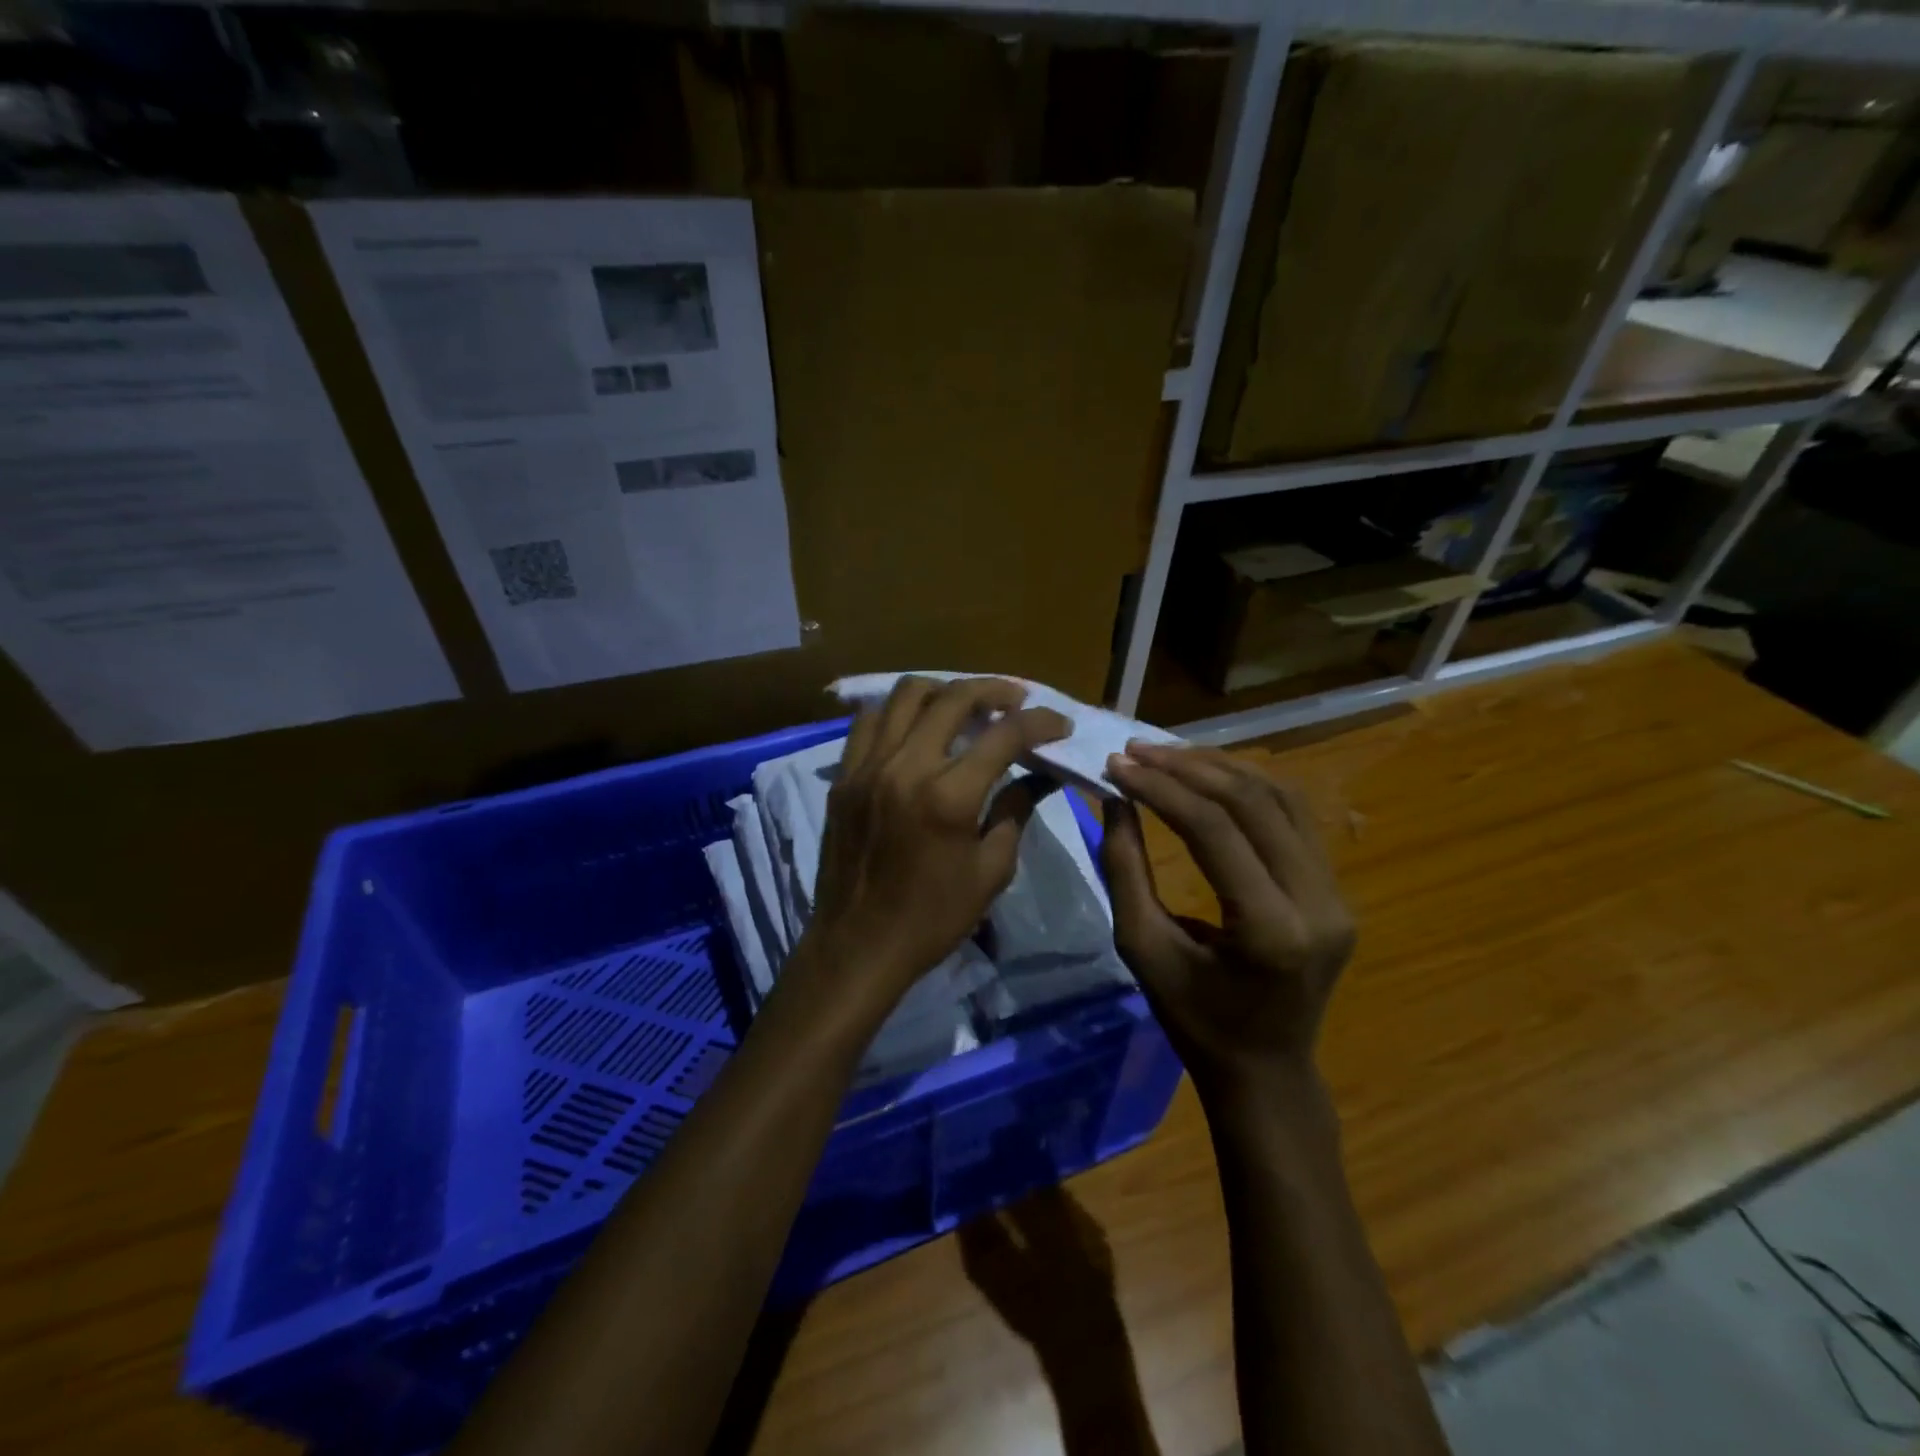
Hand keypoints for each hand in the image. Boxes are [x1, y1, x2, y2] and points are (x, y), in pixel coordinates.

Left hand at [800, 676, 1071, 1011]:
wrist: (858, 945)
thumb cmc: (933, 918)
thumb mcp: (990, 871)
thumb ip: (1016, 811)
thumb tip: (1041, 774)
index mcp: (949, 796)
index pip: (1004, 735)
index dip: (1040, 722)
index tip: (1059, 723)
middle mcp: (906, 767)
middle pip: (953, 698)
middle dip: (994, 689)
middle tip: (1016, 699)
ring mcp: (867, 766)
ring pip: (905, 694)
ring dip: (944, 690)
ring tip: (965, 703)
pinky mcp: (844, 776)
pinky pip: (869, 721)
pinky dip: (898, 711)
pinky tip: (916, 725)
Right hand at [1101, 743, 1354, 1097]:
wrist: (1266, 1069)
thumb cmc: (1194, 1020)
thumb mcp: (1142, 948)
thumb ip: (1125, 869)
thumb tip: (1115, 799)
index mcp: (1271, 930)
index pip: (1214, 830)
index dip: (1161, 788)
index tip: (1118, 765)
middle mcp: (1318, 903)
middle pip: (1254, 802)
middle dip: (1188, 767)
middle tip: (1136, 750)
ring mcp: (1337, 894)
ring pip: (1281, 798)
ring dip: (1221, 767)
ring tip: (1167, 754)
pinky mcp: (1337, 889)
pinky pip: (1294, 818)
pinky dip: (1248, 787)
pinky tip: (1209, 776)